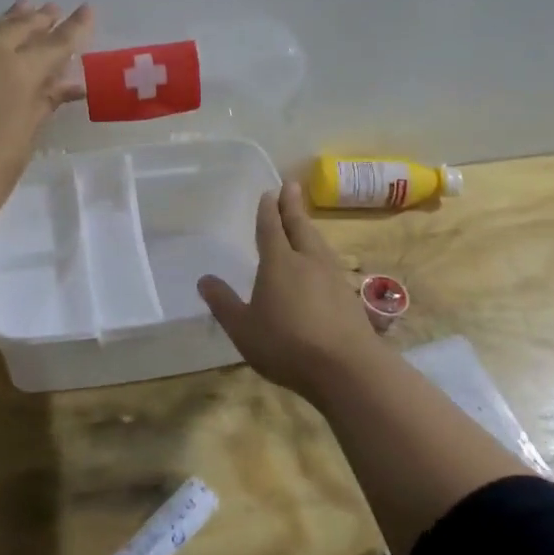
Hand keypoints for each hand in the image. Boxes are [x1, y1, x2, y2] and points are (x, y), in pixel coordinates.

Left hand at [0, 0, 93, 232]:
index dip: (75, 28)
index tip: (87, 10)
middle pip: (16, 28)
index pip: (55, 43)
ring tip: (20, 10)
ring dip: (5, 22)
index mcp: (15, 70)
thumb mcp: (23, 140)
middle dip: (38, 19)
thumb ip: (42, 103)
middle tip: (52, 10)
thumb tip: (66, 84)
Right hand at [197, 182, 386, 400]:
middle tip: (291, 186)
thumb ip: (223, 303)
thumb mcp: (243, 328)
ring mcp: (332, 277)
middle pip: (299, 227)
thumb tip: (204, 279)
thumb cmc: (287, 345)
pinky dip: (321, 252)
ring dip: (309, 227)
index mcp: (279, 262)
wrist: (347, 368)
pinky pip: (330, 262)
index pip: (271, 228)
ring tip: (304, 221)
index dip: (269, 210)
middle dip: (293, 206)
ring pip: (318, 243)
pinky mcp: (349, 296)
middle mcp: (308, 261)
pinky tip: (322, 263)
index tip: (270, 192)